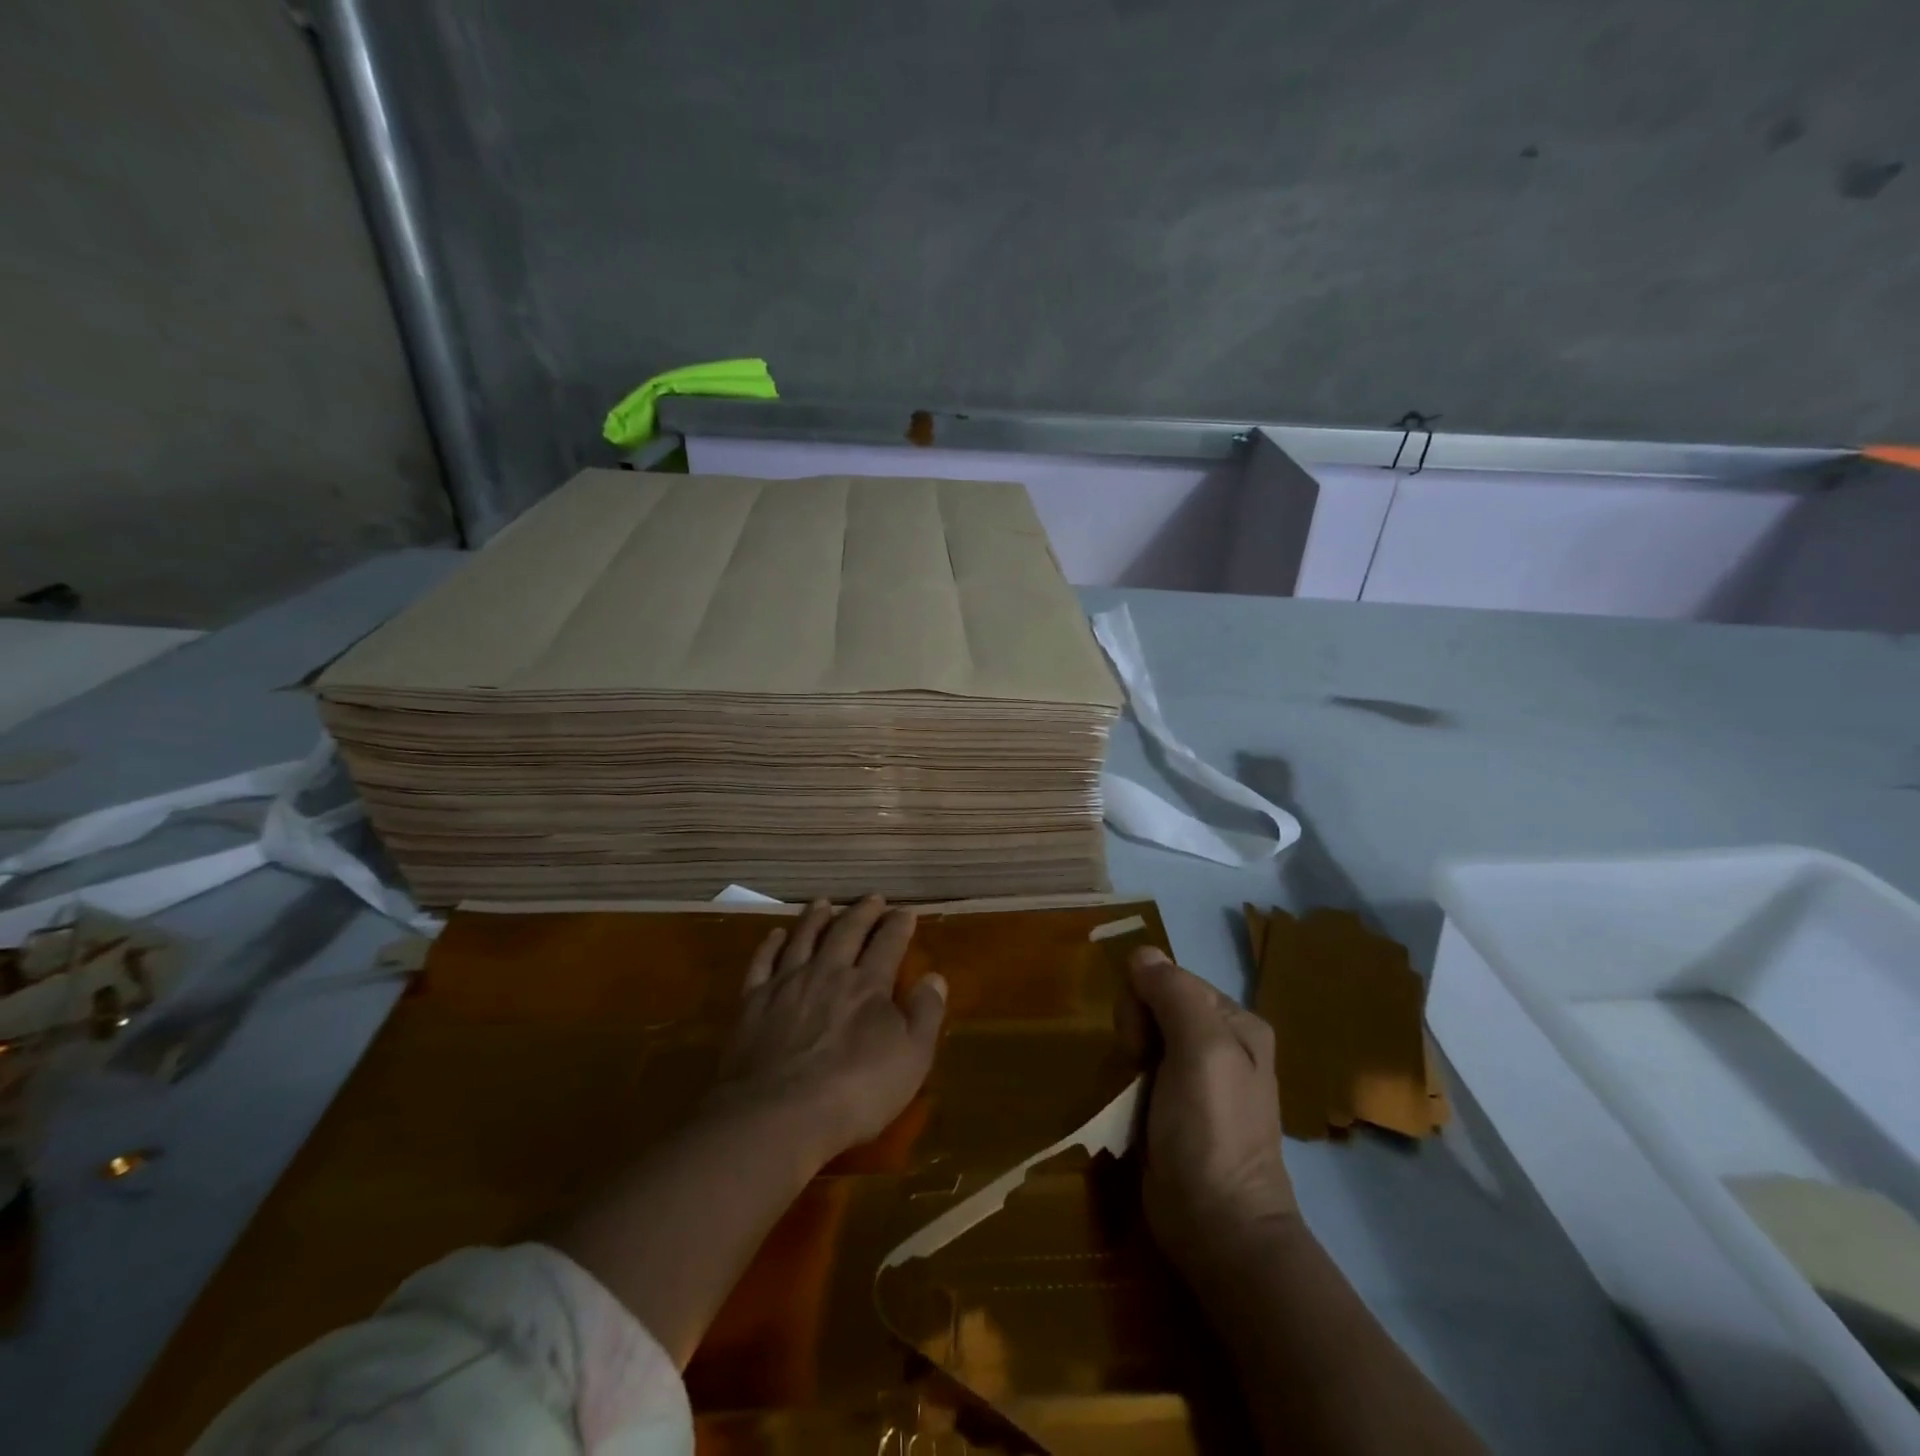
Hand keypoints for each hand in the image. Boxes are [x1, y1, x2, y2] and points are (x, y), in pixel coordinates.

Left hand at [706, 897, 947, 1167]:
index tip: (906, 911)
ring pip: (804, 938)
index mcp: (868, 984)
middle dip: (862, 912)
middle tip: (872, 898)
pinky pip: (763, 962)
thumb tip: (935, 977)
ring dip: (816, 918)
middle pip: (846, 932)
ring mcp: (787, 984)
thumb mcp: (911, 1058)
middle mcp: (828, 972)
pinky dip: (771, 945)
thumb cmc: (855, 1091)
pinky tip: (776, 935)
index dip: (898, 925)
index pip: (888, 943)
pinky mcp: (753, 1003)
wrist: (777, 1115)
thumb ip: (925, 1014)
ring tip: (824, 902)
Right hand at [1119, 946, 1296, 1270]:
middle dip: (1136, 1030)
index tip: (1142, 1041)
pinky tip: (1129, 1106)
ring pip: (1143, 1039)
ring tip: (1133, 1093)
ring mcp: (1197, 1079)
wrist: (1219, 1229)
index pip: (1173, 980)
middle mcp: (1220, 1044)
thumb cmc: (1212, 1131)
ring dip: (1129, 1059)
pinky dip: (1128, 1082)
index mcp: (1236, 1024)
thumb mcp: (1201, 1051)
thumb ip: (1174, 994)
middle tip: (1138, 1067)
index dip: (1147, 1001)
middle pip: (1156, 1007)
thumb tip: (1142, 952)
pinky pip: (1141, 1072)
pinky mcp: (1174, 1108)